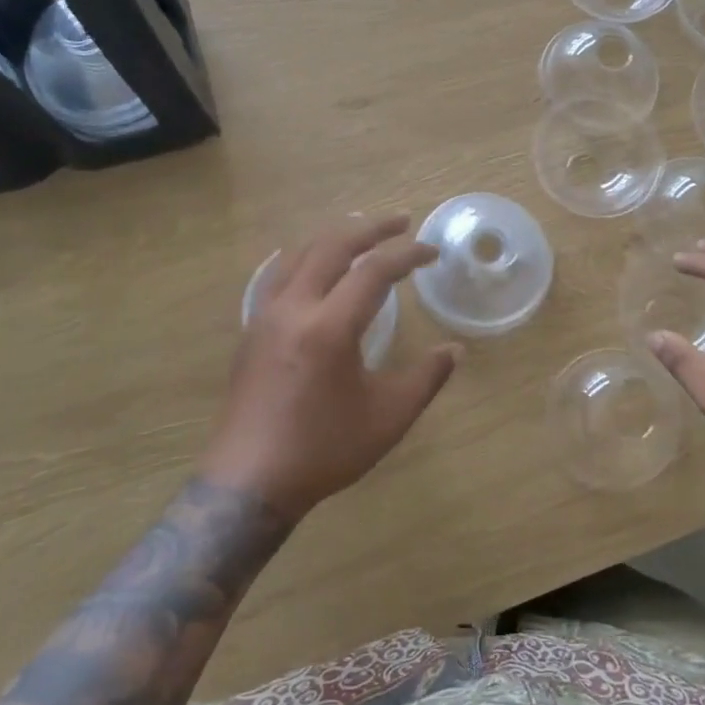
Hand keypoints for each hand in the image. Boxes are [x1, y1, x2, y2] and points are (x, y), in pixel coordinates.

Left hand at [205, 214, 460, 518]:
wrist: (249, 482)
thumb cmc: (324, 450)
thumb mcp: (388, 418)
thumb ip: (426, 378)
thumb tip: (455, 350)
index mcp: (329, 327)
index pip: (373, 270)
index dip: (407, 255)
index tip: (432, 253)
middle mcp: (293, 308)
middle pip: (331, 246)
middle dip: (370, 228)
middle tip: (401, 222)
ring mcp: (265, 316)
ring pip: (299, 254)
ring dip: (334, 237)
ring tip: (361, 234)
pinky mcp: (251, 331)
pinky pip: (278, 274)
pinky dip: (305, 257)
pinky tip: (314, 267)